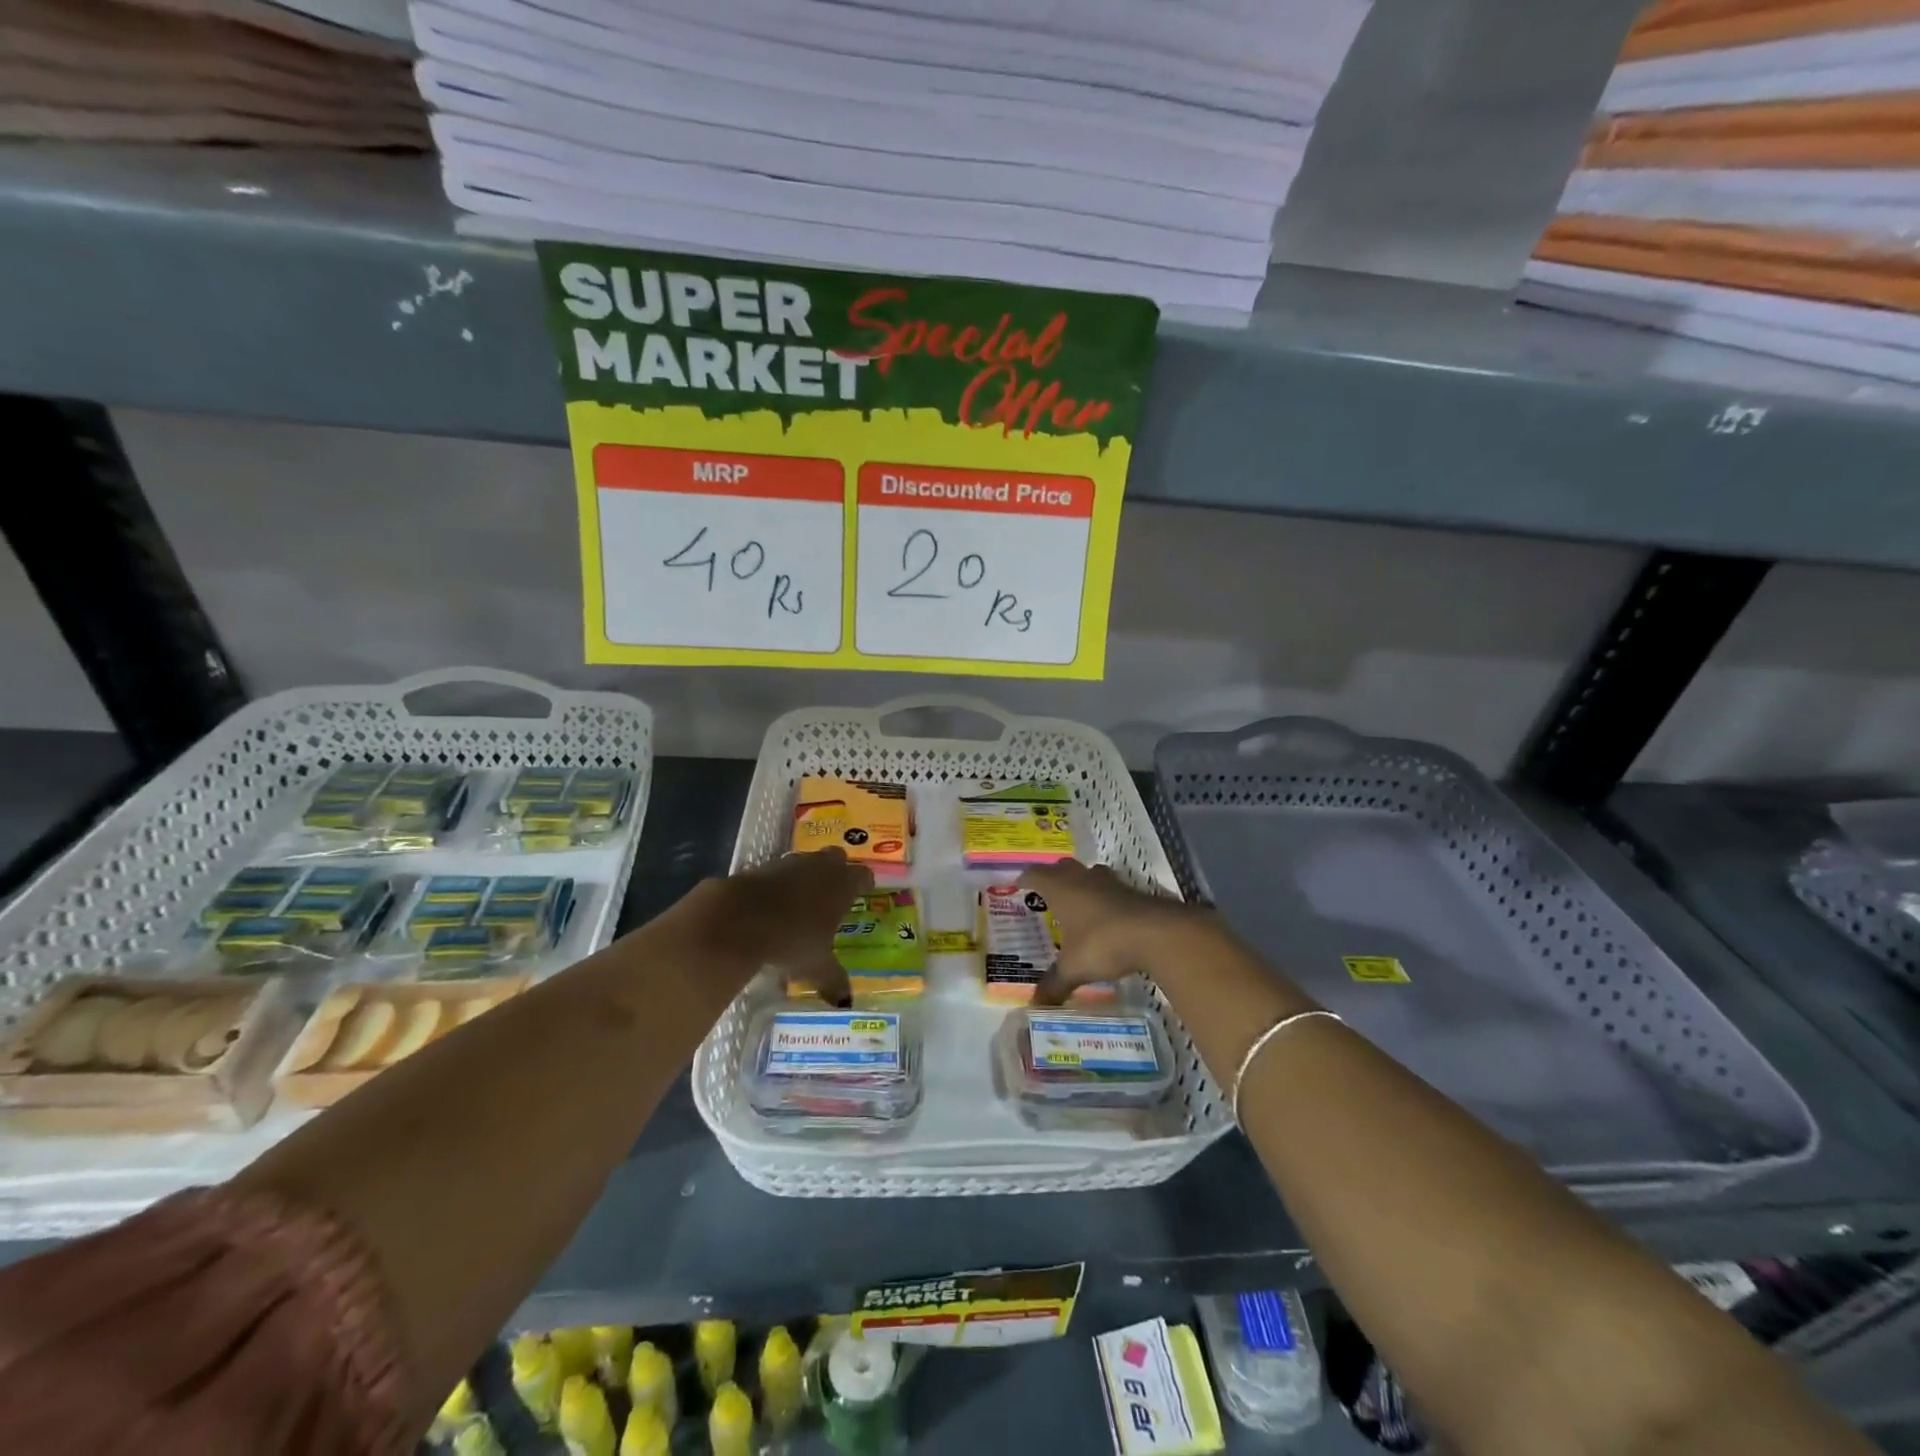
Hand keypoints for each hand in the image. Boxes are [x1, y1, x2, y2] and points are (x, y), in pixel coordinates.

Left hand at [714, 848, 873, 1007]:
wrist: (738, 919)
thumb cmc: (791, 939)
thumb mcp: (815, 966)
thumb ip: (833, 980)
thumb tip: (846, 1002)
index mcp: (842, 885)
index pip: (863, 875)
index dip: (863, 883)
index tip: (863, 892)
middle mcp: (820, 867)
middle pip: (837, 858)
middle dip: (837, 870)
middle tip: (835, 892)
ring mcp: (790, 863)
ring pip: (807, 861)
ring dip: (808, 874)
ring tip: (804, 899)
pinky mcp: (762, 866)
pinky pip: (780, 870)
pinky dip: (781, 882)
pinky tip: (775, 903)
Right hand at [1017, 860, 1204, 1005]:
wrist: (1156, 933)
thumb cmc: (1103, 943)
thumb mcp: (1073, 968)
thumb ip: (1054, 984)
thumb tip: (1034, 1006)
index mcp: (1061, 889)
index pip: (1036, 874)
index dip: (1025, 878)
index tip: (1018, 884)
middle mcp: (1083, 879)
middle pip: (1063, 867)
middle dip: (1053, 876)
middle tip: (1046, 892)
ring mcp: (1110, 883)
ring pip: (1090, 873)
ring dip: (1082, 882)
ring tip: (1077, 900)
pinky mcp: (1133, 892)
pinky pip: (1112, 888)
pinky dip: (1104, 896)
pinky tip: (1106, 915)